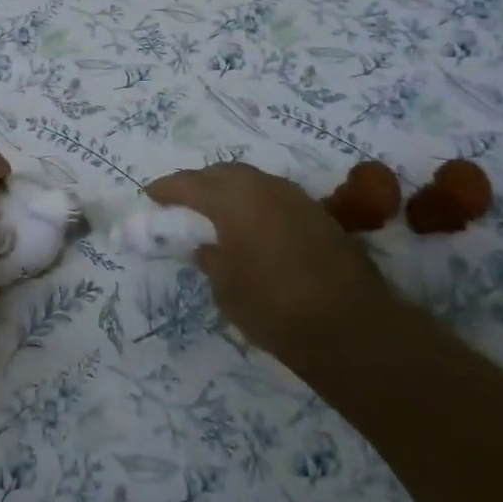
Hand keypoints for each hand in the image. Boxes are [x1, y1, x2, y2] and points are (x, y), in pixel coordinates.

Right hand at [145, 162, 397, 357]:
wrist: (352, 328)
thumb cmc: (275, 308)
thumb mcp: (226, 289)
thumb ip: (211, 259)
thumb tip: (209, 247)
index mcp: (233, 199)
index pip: (189, 183)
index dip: (166, 188)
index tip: (150, 195)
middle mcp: (264, 188)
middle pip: (223, 173)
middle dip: (199, 183)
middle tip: (183, 203)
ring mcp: (296, 198)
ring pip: (253, 181)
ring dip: (231, 190)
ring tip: (217, 212)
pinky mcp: (320, 214)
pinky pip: (275, 196)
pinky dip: (256, 203)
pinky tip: (254, 226)